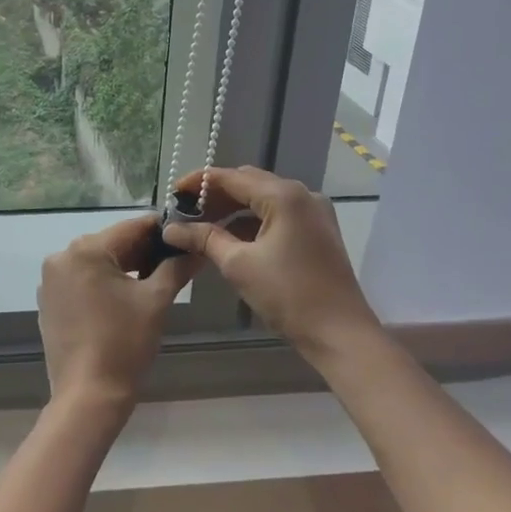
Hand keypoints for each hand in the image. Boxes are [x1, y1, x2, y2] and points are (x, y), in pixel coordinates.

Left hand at [37, 215, 200, 415]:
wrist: (88, 395)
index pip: (131, 227)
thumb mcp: (156, 301)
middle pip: (112, 243)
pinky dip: (103, 283)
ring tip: (154, 280)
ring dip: (124, 267)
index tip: (184, 235)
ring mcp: (51, 280)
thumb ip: (176, 268)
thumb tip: (196, 249)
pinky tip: (124, 299)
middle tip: (174, 262)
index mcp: (86, 250)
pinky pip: (81, 280)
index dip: (161, 230)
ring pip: (96, 261)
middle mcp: (62, 257)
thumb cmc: (124, 343)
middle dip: (143, 251)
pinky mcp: (49, 301)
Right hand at [162, 166, 377, 359]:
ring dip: (233, 209)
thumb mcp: (238, 264)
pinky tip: (230, 238)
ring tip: (202, 226)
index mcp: (284, 195)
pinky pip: (278, 215)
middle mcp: (302, 194)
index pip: (232, 177)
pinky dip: (252, 222)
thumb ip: (204, 239)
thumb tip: (170, 228)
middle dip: (215, 196)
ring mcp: (313, 212)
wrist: (340, 334)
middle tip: (185, 212)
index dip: (199, 183)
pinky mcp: (317, 231)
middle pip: (249, 183)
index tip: (172, 193)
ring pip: (263, 199)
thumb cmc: (288, 295)